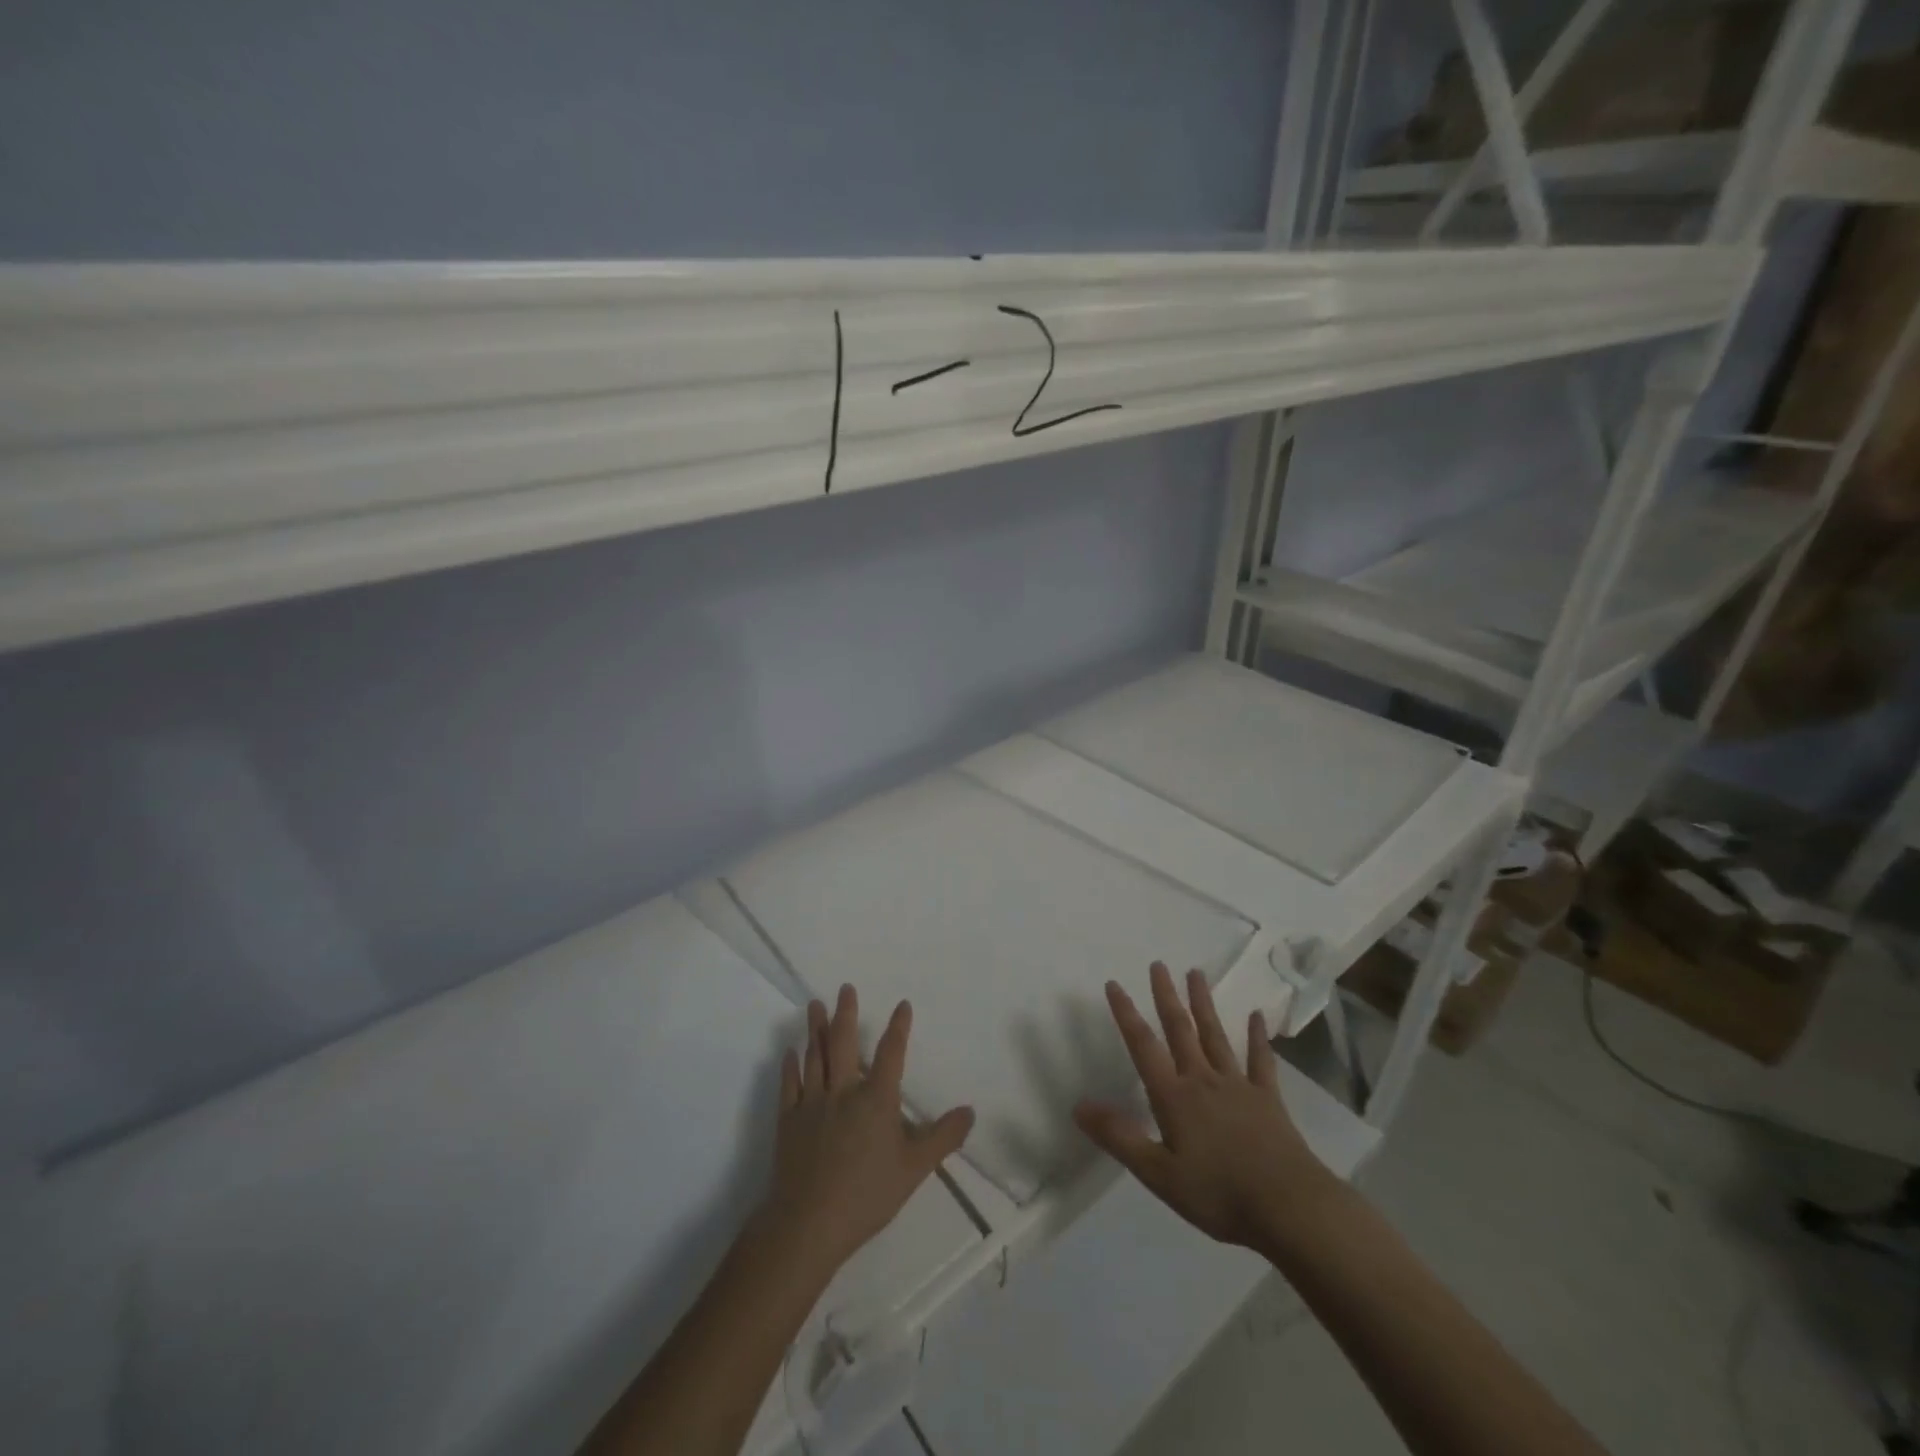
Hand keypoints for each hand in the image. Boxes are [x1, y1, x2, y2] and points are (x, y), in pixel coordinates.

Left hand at [761, 985, 974, 1281]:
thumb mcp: (915, 1168)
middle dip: (846, 1013)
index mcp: (876, 1099)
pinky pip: (789, 1085)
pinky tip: (791, 1052)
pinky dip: (790, 1066)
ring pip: (815, 1056)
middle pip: (844, 1043)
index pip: (891, 1053)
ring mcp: (812, 1103)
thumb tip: (970, 1111)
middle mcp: (843, 1091)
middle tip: (845, 988)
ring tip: (815, 1005)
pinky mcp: (788, 1120)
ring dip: (816, 1029)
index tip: (902, 1005)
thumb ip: (943, 1137)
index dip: (898, 1028)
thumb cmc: (866, 1195)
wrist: (808, 1222)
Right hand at [1074, 962, 1330, 1251]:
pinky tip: (1256, 1016)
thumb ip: (1119, 1136)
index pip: (1143, 1046)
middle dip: (1166, 996)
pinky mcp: (1268, 1099)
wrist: (1289, 1206)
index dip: (1126, 1014)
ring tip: (1195, 973)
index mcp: (1174, 1096)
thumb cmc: (1218, 1193)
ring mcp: (1238, 1086)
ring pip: (1215, 1035)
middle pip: (1180, 1030)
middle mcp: (1203, 1080)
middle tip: (1158, 964)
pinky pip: (1260, 1061)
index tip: (1114, 984)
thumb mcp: (1158, 1173)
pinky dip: (1257, 1037)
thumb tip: (1079, 1105)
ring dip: (1203, 1003)